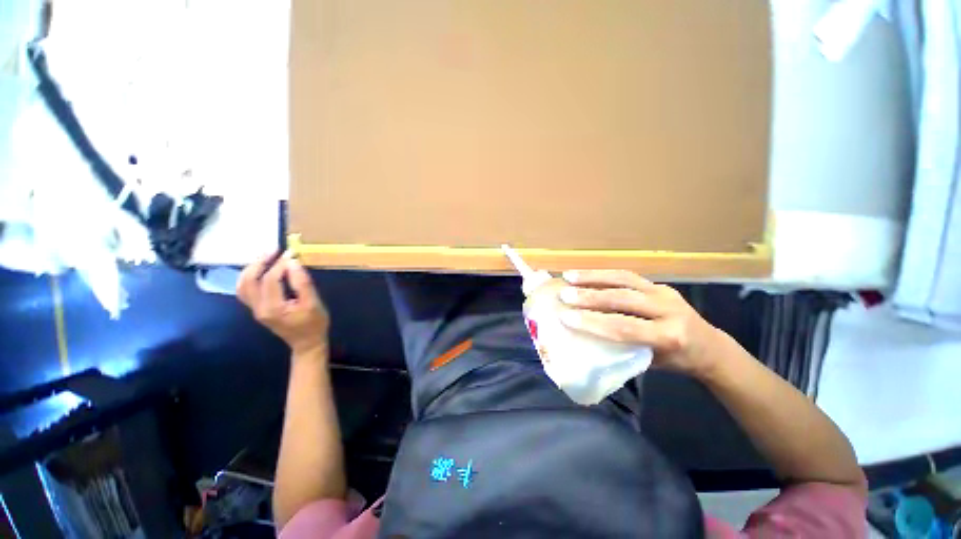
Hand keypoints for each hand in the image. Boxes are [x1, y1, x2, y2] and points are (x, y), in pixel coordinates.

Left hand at [237, 252, 329, 356]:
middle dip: (260, 262)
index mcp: (273, 308)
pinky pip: (246, 290)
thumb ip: (303, 284)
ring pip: (243, 285)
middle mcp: (258, 308)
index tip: (293, 254)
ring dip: (252, 268)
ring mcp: (255, 309)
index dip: (280, 265)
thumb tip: (293, 263)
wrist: (307, 343)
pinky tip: (262, 270)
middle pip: (249, 280)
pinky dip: (251, 277)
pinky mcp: (258, 309)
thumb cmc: (314, 324)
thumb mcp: (314, 304)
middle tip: (275, 250)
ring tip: (267, 257)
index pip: (270, 279)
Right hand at [557, 270, 723, 378]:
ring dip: (592, 277)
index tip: (566, 317)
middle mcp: (668, 309)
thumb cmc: (676, 361)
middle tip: (564, 295)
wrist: (710, 346)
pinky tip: (586, 273)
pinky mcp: (658, 284)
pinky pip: (627, 276)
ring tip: (568, 276)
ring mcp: (663, 292)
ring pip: (624, 279)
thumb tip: (586, 339)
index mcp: (668, 336)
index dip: (593, 322)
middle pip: (622, 298)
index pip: (624, 327)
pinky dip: (603, 274)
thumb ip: (622, 348)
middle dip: (589, 296)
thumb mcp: (650, 362)